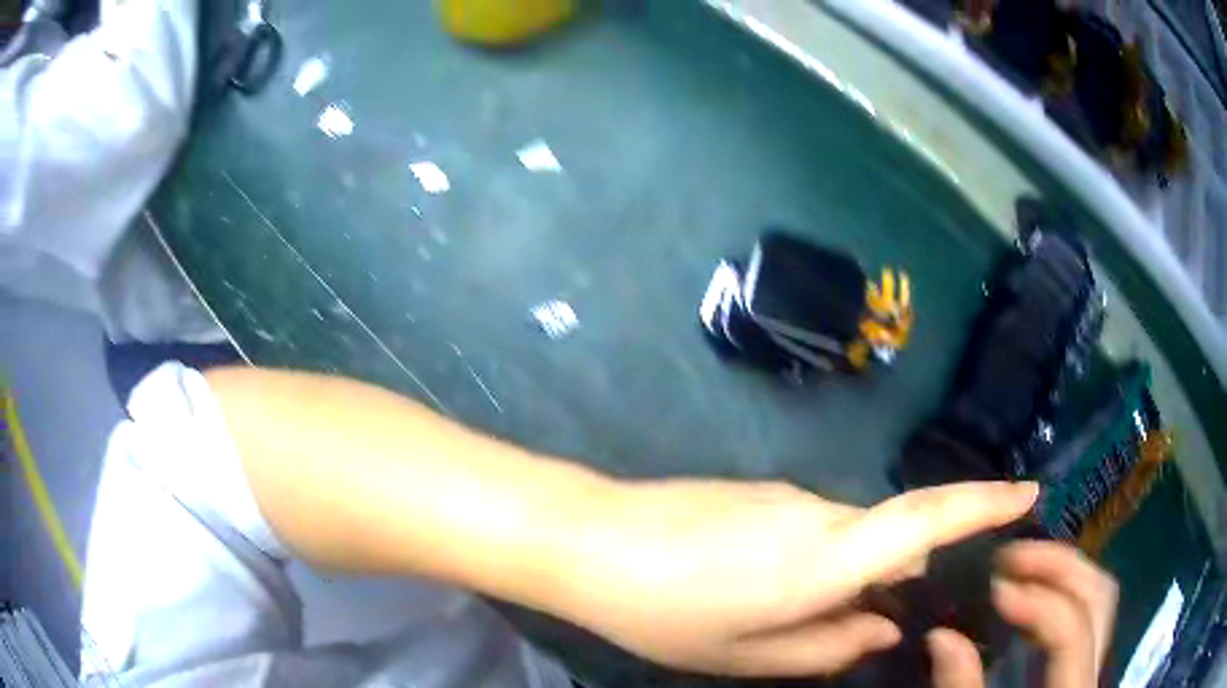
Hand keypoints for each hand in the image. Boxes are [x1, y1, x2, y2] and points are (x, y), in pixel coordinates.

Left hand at [559, 479, 1038, 676]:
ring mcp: (789, 497)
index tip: (1028, 492)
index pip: (928, 517)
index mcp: (826, 557)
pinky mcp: (762, 496)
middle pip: (894, 532)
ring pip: (852, 535)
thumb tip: (886, 627)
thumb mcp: (746, 653)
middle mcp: (820, 513)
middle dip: (913, 565)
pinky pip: (818, 529)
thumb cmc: (664, 609)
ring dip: (859, 572)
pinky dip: (825, 562)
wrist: (590, 538)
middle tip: (894, 614)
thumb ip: (828, 644)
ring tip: (817, 617)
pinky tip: (773, 593)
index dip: (986, 501)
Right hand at [928, 541, 1117, 687]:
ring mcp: (1092, 659)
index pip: (1071, 630)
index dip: (1038, 603)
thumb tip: (941, 636)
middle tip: (1010, 556)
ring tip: (1019, 565)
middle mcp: (1093, 666)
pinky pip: (1085, 609)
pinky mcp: (1080, 660)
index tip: (995, 588)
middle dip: (1058, 566)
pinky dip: (1061, 590)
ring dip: (1062, 570)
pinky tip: (1029, 593)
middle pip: (1098, 594)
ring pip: (1098, 594)